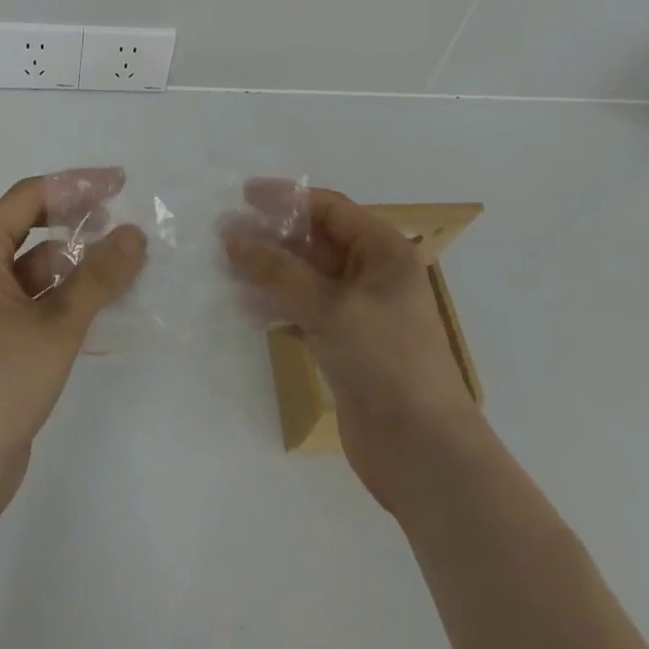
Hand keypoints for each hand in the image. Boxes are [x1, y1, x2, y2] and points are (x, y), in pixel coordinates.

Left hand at [0, 168, 145, 524]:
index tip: (119, 184)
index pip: (30, 196)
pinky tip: (100, 304)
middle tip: (121, 221)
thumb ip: (99, 276)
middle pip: (31, 225)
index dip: (76, 185)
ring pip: (37, 265)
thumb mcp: (58, 324)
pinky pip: (36, 297)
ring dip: (76, 261)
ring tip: (120, 268)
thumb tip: (136, 233)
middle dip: (77, 220)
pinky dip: (67, 293)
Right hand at [224, 184, 482, 511]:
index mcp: (383, 251)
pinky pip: (305, 312)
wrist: (423, 452)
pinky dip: (278, 307)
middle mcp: (373, 274)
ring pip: (307, 278)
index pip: (330, 209)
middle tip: (224, 235)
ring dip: (269, 272)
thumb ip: (278, 270)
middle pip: (316, 242)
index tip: (244, 195)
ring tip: (225, 269)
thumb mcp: (330, 307)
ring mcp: (359, 312)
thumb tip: (232, 236)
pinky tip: (246, 309)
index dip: (287, 199)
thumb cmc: (385, 360)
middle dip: (272, 237)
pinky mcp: (346, 346)